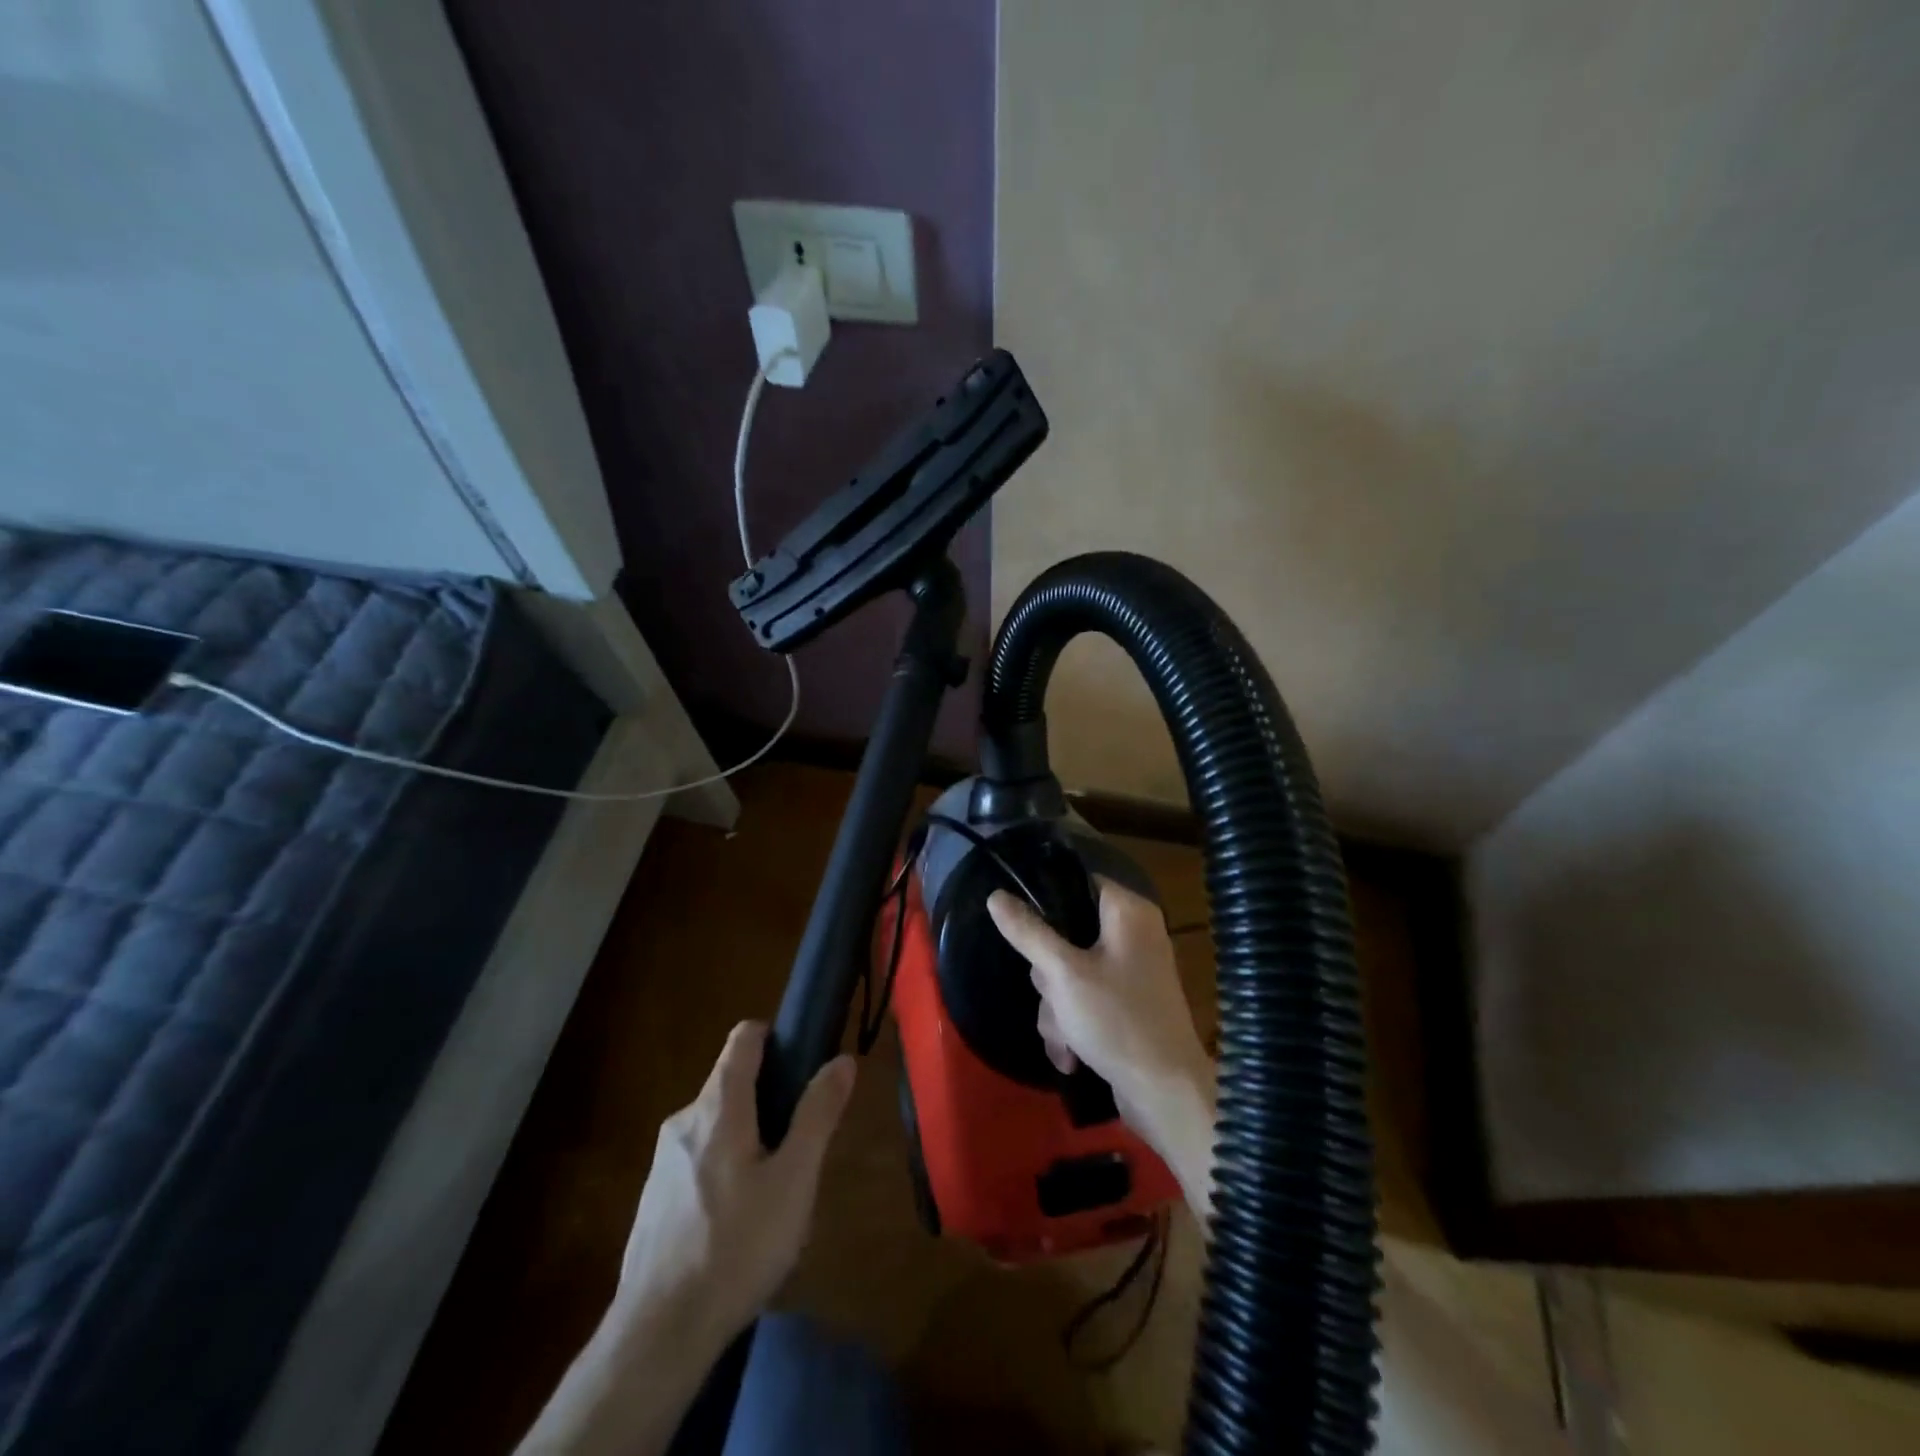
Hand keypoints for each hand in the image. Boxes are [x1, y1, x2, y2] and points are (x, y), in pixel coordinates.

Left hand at [614, 1021, 856, 1346]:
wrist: (658, 1333)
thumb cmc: (737, 1246)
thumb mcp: (794, 1179)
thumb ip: (817, 1114)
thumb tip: (842, 1060)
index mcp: (718, 1105)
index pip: (744, 1037)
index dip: (775, 1037)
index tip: (802, 1064)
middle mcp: (684, 1119)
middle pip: (733, 1083)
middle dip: (770, 1101)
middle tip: (798, 1150)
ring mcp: (662, 1160)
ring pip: (717, 1126)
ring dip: (748, 1140)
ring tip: (774, 1195)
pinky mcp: (653, 1197)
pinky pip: (698, 1160)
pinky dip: (723, 1170)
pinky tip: (738, 1226)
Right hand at [987, 880, 1215, 1217]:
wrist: (1166, 1094)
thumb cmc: (1116, 1020)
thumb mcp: (1063, 974)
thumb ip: (1028, 932)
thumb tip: (995, 896)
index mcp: (1128, 912)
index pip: (1077, 882)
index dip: (1047, 902)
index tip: (1025, 930)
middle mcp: (1133, 935)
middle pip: (1066, 934)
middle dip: (1049, 976)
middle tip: (1054, 995)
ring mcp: (1130, 972)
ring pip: (1068, 973)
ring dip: (1056, 1009)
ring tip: (1066, 1039)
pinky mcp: (1125, 1005)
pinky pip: (1083, 1000)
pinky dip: (1073, 1025)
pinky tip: (1071, 1056)